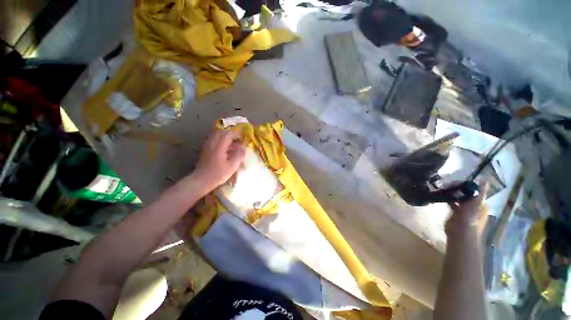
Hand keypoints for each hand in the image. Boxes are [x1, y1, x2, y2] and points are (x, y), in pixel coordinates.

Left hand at [193, 130, 245, 191]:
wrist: (201, 180)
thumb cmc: (218, 174)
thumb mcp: (232, 166)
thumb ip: (239, 155)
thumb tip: (243, 147)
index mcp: (219, 146)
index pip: (229, 133)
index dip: (237, 133)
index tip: (243, 137)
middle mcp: (212, 142)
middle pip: (222, 131)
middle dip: (232, 133)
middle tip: (239, 139)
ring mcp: (207, 144)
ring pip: (217, 134)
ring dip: (226, 136)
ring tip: (233, 143)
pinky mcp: (205, 148)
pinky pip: (214, 138)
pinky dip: (221, 139)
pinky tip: (225, 147)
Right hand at [446, 182, 488, 233]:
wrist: (460, 232)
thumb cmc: (471, 218)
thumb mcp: (478, 203)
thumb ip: (481, 192)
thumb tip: (485, 179)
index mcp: (480, 204)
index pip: (475, 191)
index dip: (468, 185)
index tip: (458, 179)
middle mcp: (473, 206)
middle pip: (466, 194)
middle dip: (459, 188)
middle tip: (448, 182)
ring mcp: (463, 210)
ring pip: (458, 198)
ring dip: (452, 193)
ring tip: (444, 186)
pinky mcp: (454, 213)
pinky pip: (451, 203)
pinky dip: (447, 199)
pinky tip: (441, 194)